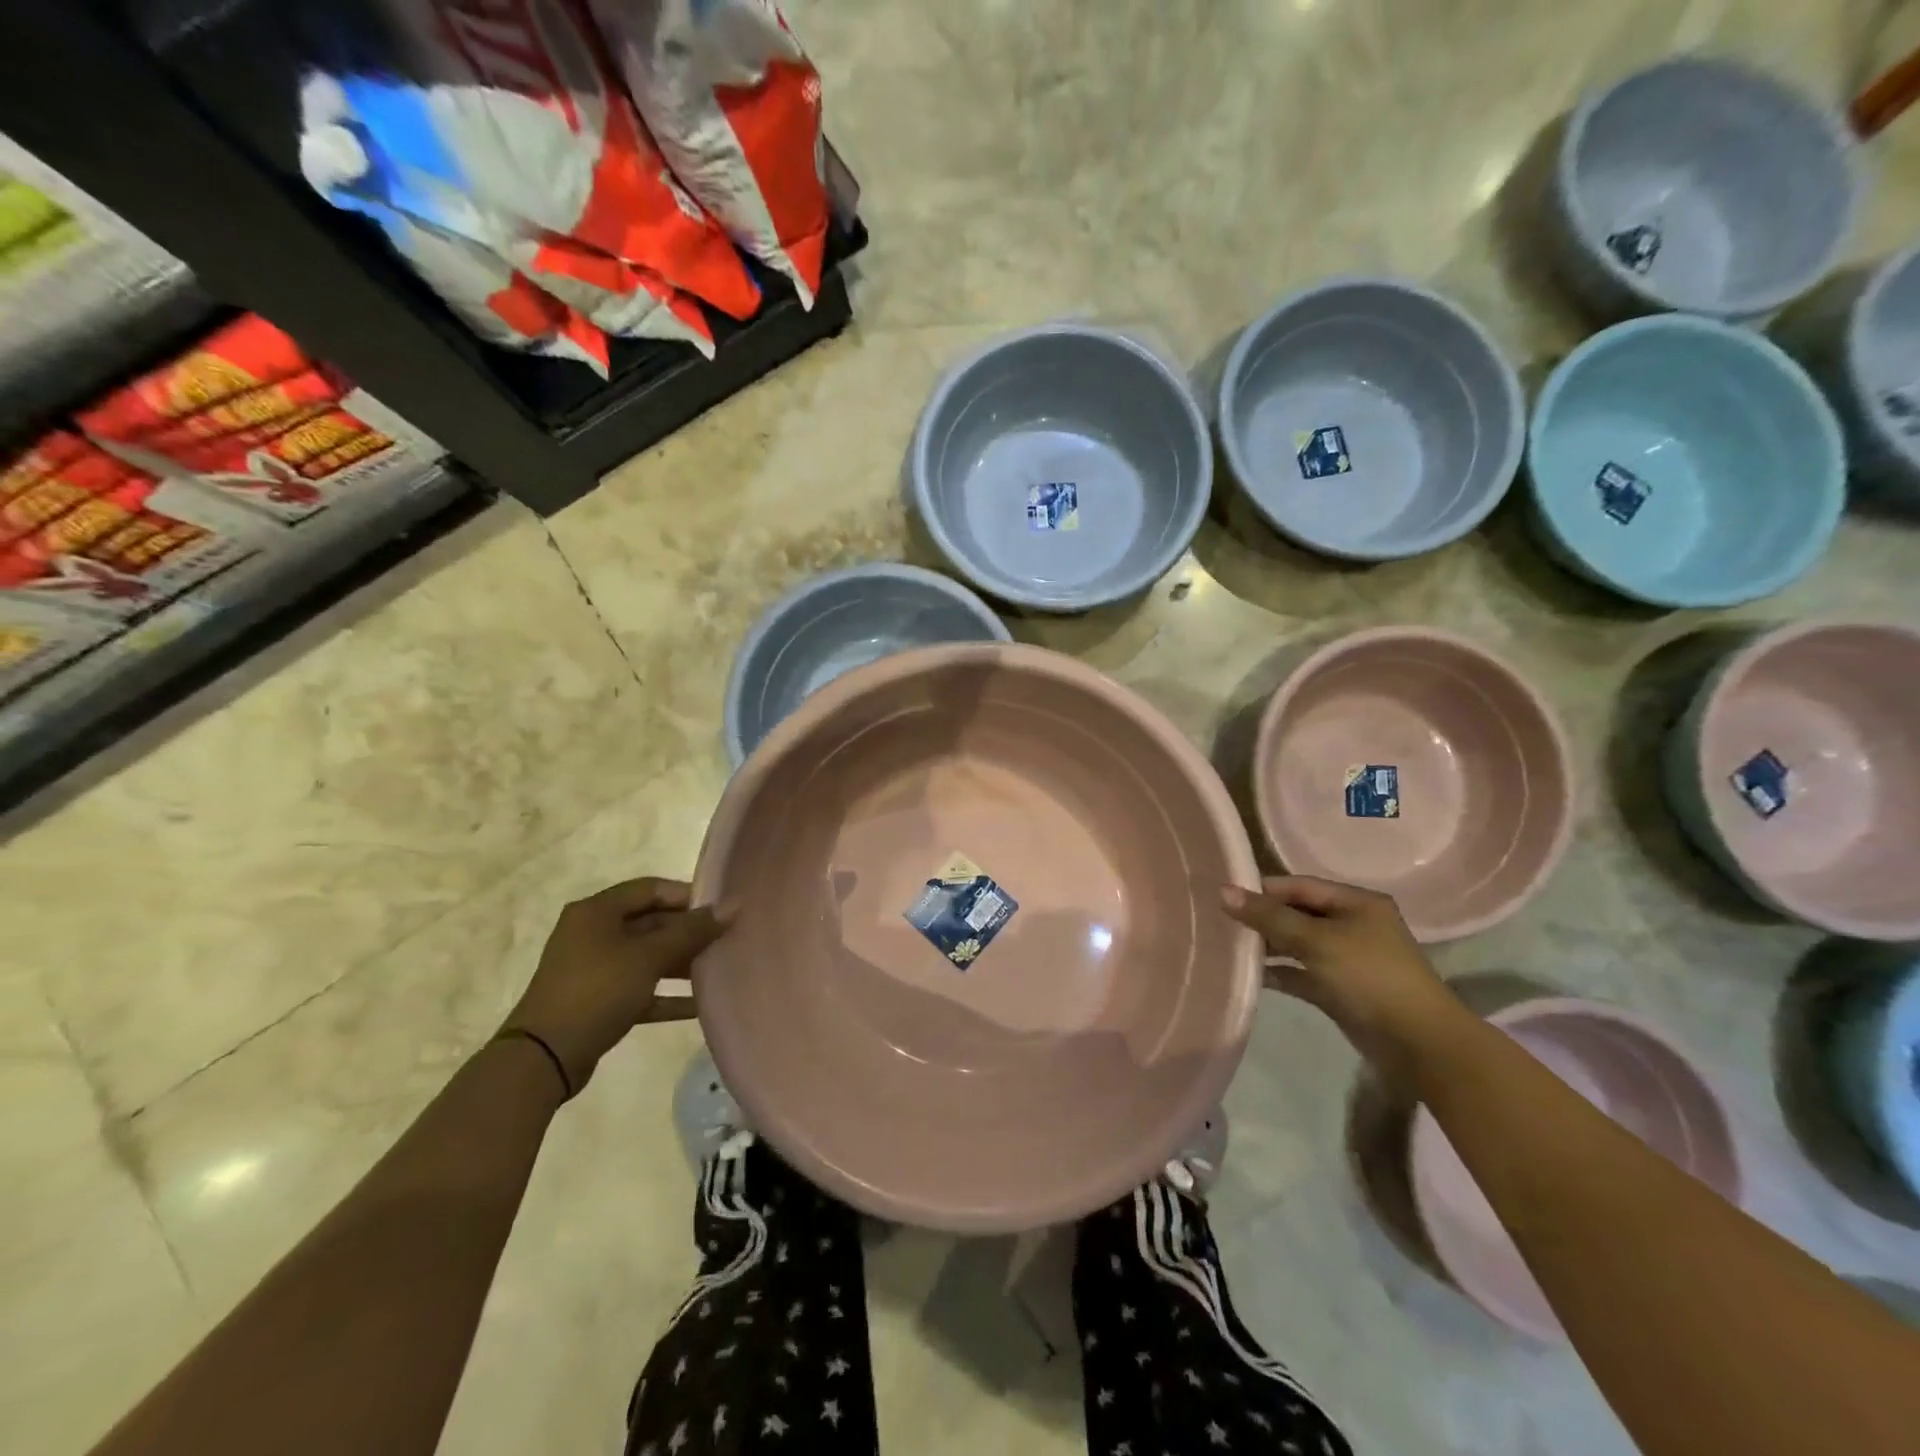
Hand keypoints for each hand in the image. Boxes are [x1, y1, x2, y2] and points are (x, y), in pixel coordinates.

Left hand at [503, 878, 730, 1096]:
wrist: (543, 1058)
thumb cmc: (597, 991)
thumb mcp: (648, 957)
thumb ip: (692, 931)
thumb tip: (732, 905)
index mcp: (597, 911)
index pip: (650, 888)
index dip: (687, 895)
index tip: (720, 909)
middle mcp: (593, 933)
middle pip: (651, 922)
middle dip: (688, 932)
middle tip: (726, 939)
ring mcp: (594, 968)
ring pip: (647, 956)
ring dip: (681, 962)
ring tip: (719, 969)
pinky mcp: (598, 1001)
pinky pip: (641, 989)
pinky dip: (667, 994)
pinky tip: (700, 1004)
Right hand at [1221, 876, 1465, 1080]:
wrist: (1419, 1044)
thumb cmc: (1369, 977)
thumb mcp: (1316, 940)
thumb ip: (1269, 917)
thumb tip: (1223, 891)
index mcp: (1355, 902)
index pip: (1299, 886)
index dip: (1263, 889)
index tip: (1224, 897)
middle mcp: (1351, 925)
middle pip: (1297, 914)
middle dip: (1262, 919)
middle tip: (1221, 923)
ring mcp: (1346, 958)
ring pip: (1297, 944)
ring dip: (1267, 947)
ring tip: (1228, 947)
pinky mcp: (1340, 989)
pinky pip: (1301, 973)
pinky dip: (1279, 973)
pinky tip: (1250, 976)